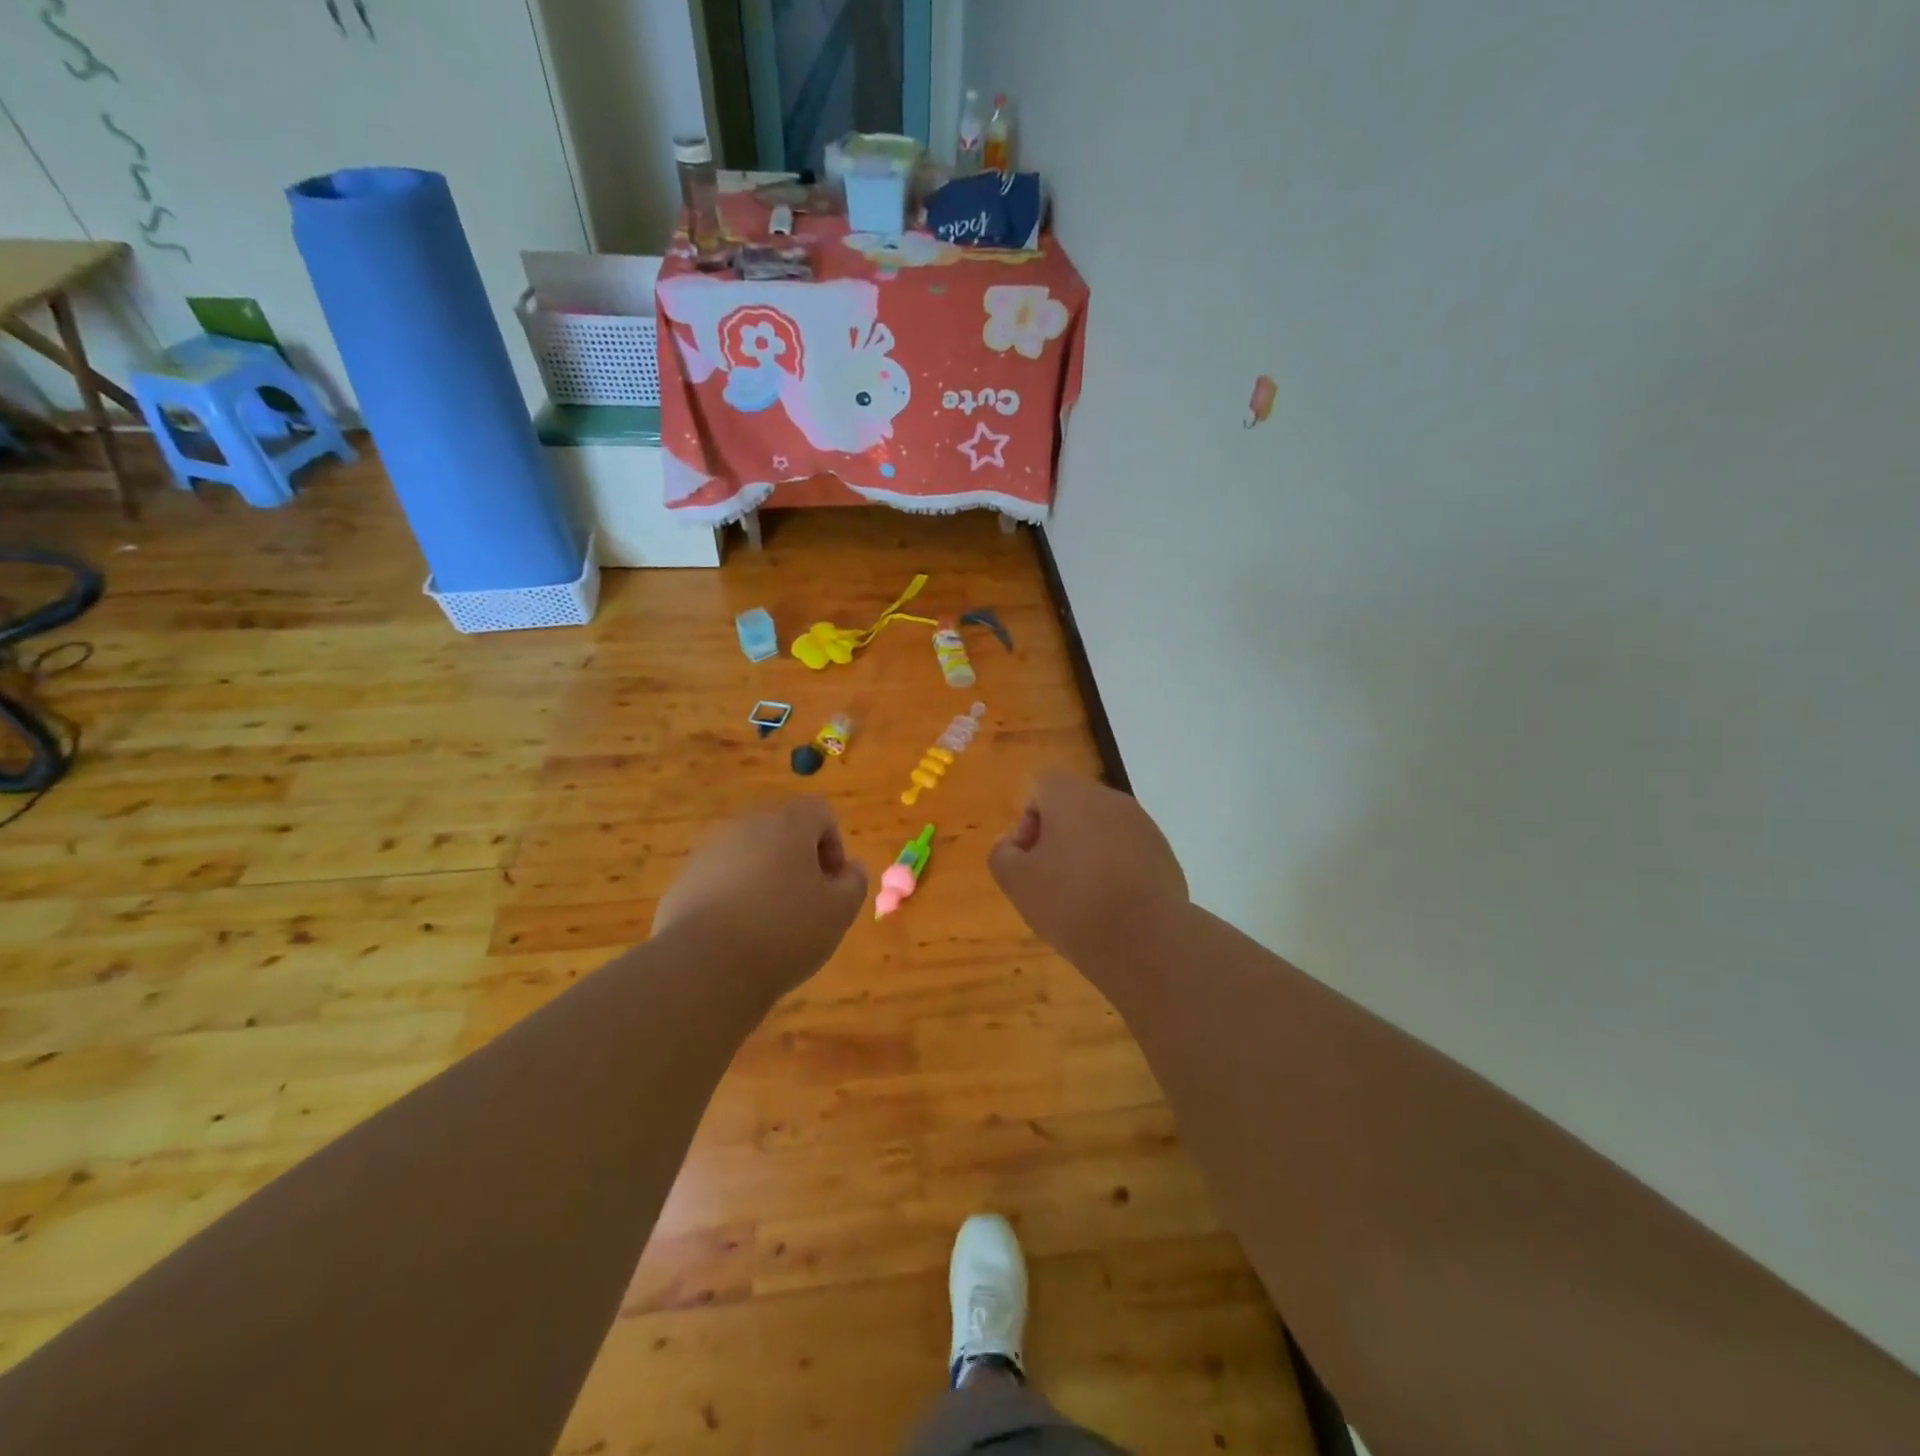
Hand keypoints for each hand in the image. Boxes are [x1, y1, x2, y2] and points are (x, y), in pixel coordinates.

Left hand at [653, 797, 868, 996]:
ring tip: (771, 927)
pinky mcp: (683, 882)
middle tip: (807, 905)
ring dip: (765, 880)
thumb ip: (855, 883)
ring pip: (750, 857)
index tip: (832, 885)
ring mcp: (709, 853)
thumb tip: (851, 868)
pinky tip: (737, 938)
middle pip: (782, 832)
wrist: (704, 969)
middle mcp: (746, 827)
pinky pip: (720, 882)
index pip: (820, 812)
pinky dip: (734, 900)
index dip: (834, 845)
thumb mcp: (839, 912)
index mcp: (787, 824)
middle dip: (799, 862)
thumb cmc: (785, 932)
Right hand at [988, 773, 1189, 966]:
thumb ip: (1002, 854)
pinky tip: (1111, 906)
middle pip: (1074, 806)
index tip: (1028, 859)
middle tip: (1049, 880)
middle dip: (1057, 837)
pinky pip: (1128, 852)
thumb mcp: (1017, 883)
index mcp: (1072, 795)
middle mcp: (1110, 799)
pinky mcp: (1164, 854)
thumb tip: (1011, 843)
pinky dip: (1115, 870)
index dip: (1028, 820)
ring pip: (1103, 829)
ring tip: (1081, 898)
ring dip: (1087, 854)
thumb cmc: (1071, 902)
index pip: (1041, 786)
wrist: (1145, 940)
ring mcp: (1143, 826)